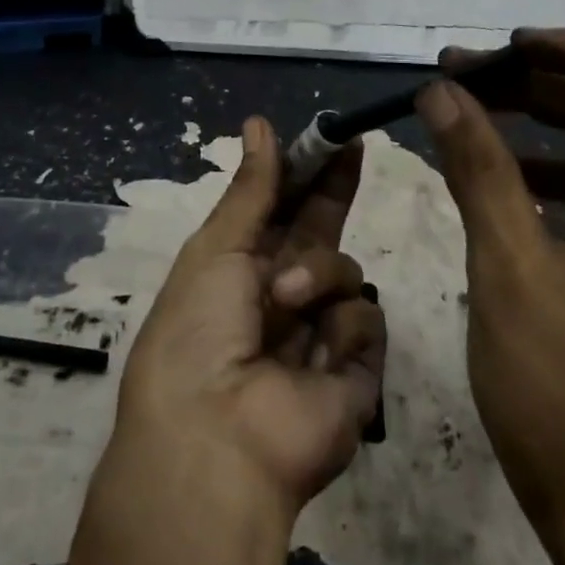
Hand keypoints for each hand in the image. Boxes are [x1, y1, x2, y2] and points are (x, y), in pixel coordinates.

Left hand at [107, 115, 387, 519]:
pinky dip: (341, 329)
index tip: (328, 135)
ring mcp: (320, 333)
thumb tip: (259, 123)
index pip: (282, 208)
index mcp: (241, 268)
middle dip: (336, 189)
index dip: (304, 172)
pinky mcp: (356, 371)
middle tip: (355, 144)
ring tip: (285, 304)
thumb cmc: (198, 331)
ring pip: (345, 271)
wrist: (214, 441)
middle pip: (322, 231)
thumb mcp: (216, 249)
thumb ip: (251, 189)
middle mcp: (283, 296)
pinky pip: (366, 321)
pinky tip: (316, 354)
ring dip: (317, 275)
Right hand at [417, 28, 564, 543]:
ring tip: (470, 94)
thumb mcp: (512, 273)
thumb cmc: (564, 404)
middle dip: (552, 83)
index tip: (516, 43)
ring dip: (545, 116)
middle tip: (471, 66)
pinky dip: (550, 163)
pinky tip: (492, 152)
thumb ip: (478, 170)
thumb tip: (437, 89)